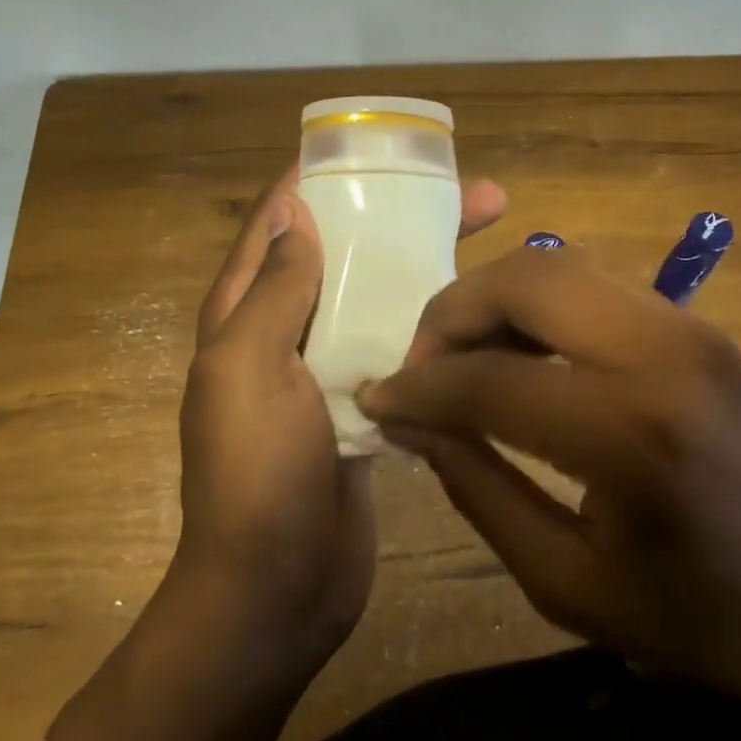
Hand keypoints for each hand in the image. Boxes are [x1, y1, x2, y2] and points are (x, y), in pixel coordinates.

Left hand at [170, 166, 506, 688]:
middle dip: (403, 219)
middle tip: (481, 198)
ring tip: (494, 244)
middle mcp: (285, 333)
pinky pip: (398, 350)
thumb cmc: (255, 474)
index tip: (389, 151)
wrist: (276, 589)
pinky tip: (483, 315)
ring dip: (426, 269)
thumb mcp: (248, 369)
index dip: (327, 177)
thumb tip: (296, 208)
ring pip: (378, 300)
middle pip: (345, 254)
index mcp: (245, 313)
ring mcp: (328, 372)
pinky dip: (432, 326)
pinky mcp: (366, 407)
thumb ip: (273, 289)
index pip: (282, 219)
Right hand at [356, 245, 740, 717]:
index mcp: (634, 433)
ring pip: (558, 265)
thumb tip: (406, 418)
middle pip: (527, 279)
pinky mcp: (697, 324)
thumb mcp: (560, 579)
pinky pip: (592, 284)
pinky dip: (537, 305)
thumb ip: (473, 485)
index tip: (377, 400)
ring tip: (462, 359)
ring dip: (493, 301)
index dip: (419, 388)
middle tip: (421, 367)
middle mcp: (667, 353)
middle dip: (452, 313)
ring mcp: (690, 326)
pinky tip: (518, 354)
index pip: (491, 379)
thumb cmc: (689, 619)